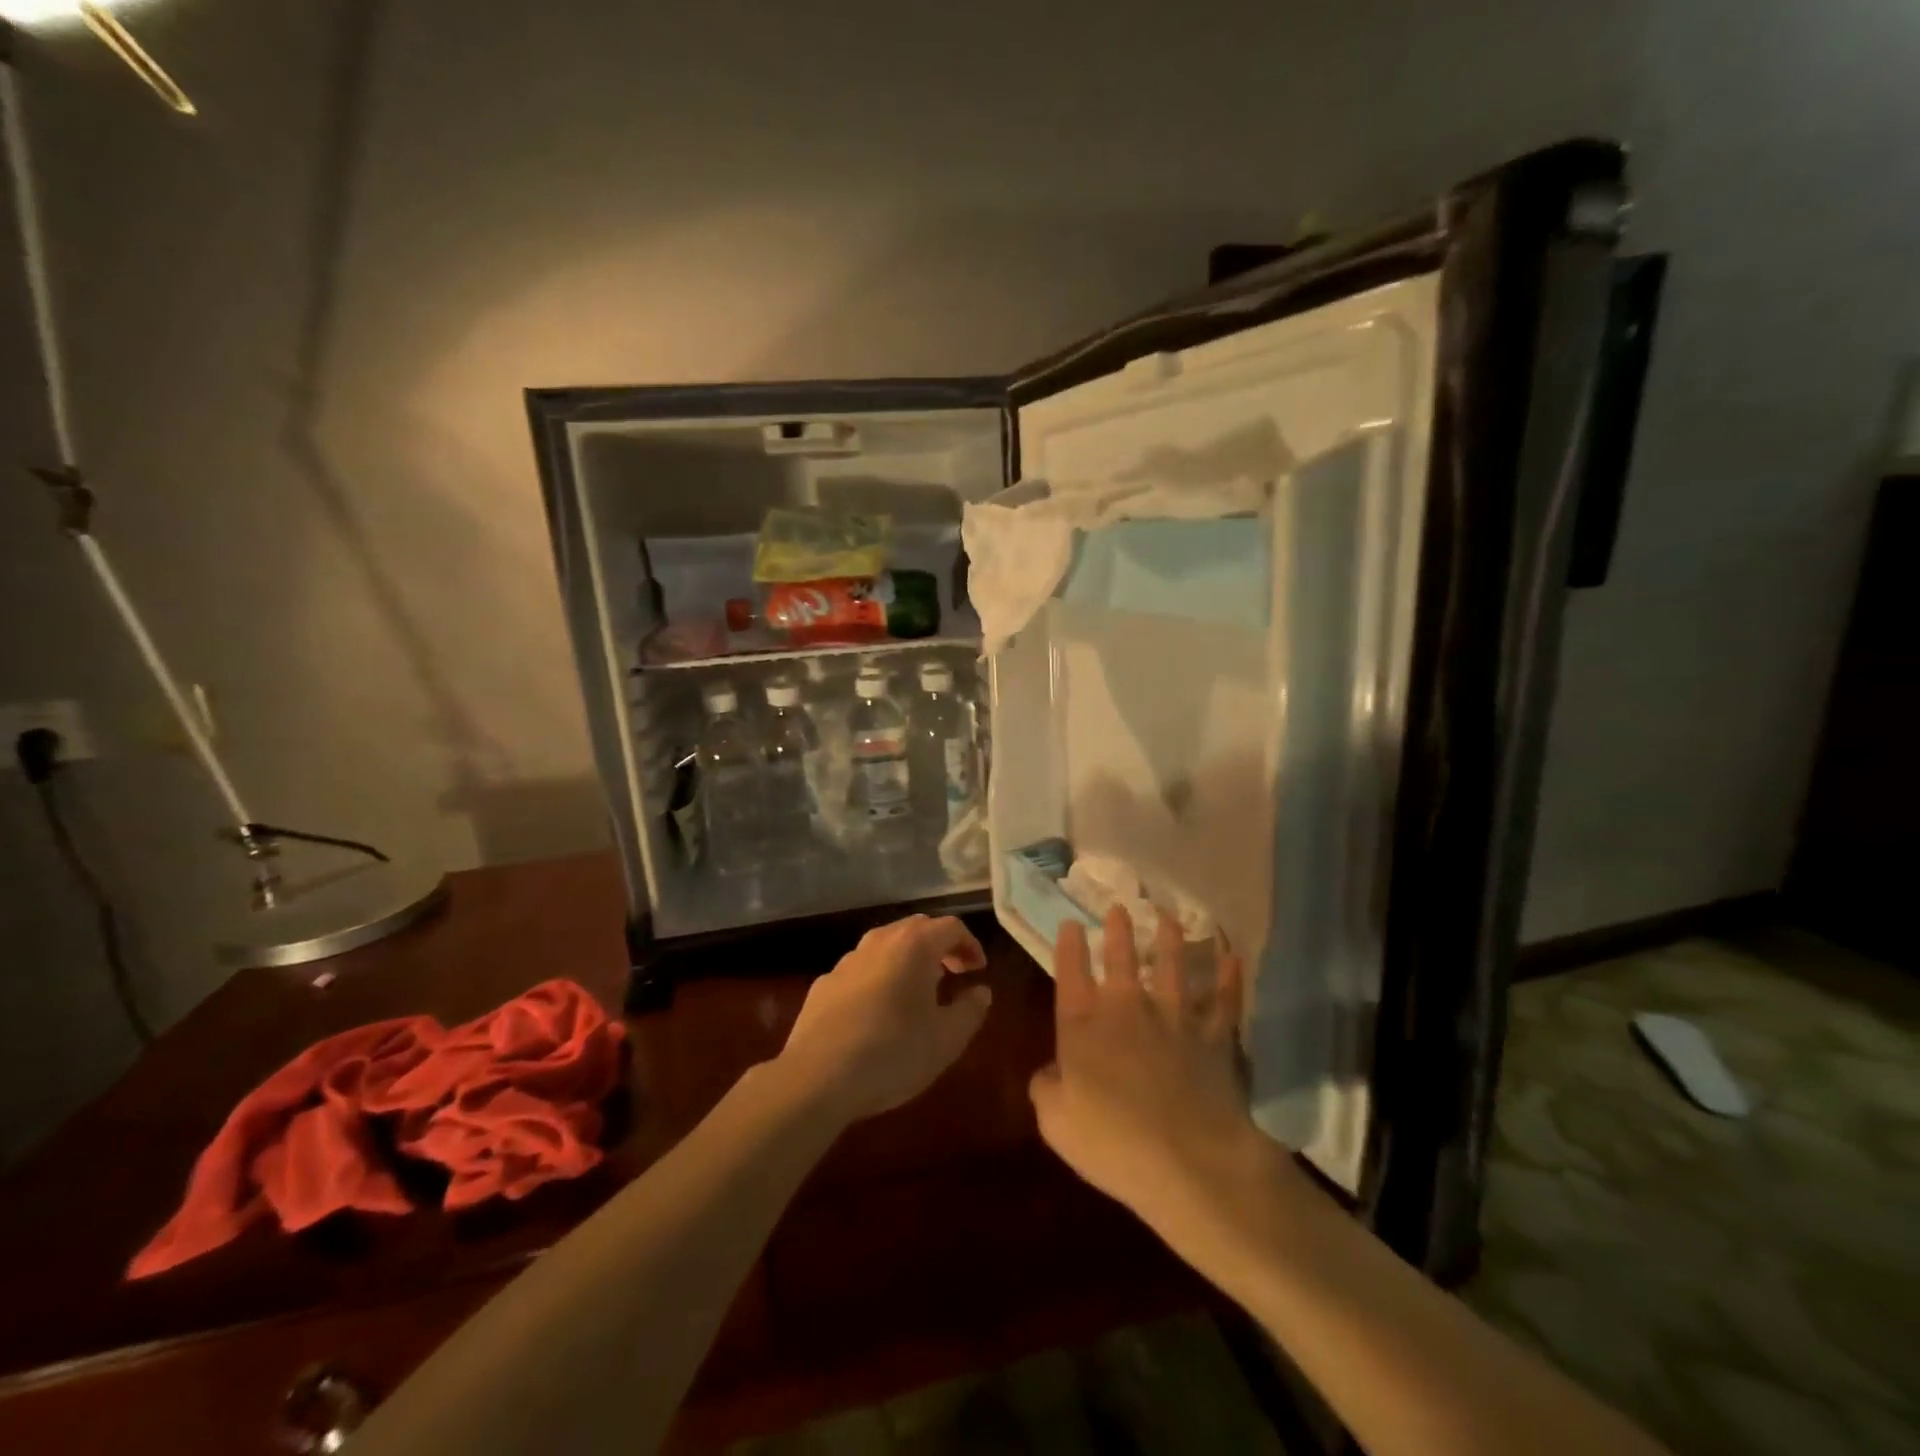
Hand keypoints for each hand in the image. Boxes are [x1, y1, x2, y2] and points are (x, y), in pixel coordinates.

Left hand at [777, 915, 991, 1122]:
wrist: (817, 1077)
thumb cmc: (893, 1053)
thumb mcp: (946, 1040)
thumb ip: (970, 1010)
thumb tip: (981, 992)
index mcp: (914, 946)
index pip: (951, 927)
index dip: (970, 945)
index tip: (978, 970)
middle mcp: (880, 941)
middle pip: (917, 928)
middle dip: (939, 946)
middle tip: (953, 974)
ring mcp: (847, 960)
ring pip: (886, 946)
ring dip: (907, 961)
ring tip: (917, 992)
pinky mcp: (824, 983)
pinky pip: (861, 970)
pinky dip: (879, 978)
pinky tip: (879, 1012)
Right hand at [1029, 907, 1264, 1240]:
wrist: (1189, 1160)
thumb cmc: (1112, 1143)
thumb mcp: (1056, 1123)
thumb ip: (1046, 1089)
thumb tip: (1049, 1073)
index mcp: (1083, 1023)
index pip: (1071, 971)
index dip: (1068, 945)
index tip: (1070, 924)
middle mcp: (1127, 1006)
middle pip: (1121, 956)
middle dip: (1118, 929)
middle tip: (1118, 906)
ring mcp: (1174, 1016)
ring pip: (1173, 965)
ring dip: (1170, 939)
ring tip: (1168, 918)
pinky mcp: (1214, 1034)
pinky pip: (1224, 998)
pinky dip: (1229, 977)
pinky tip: (1233, 957)